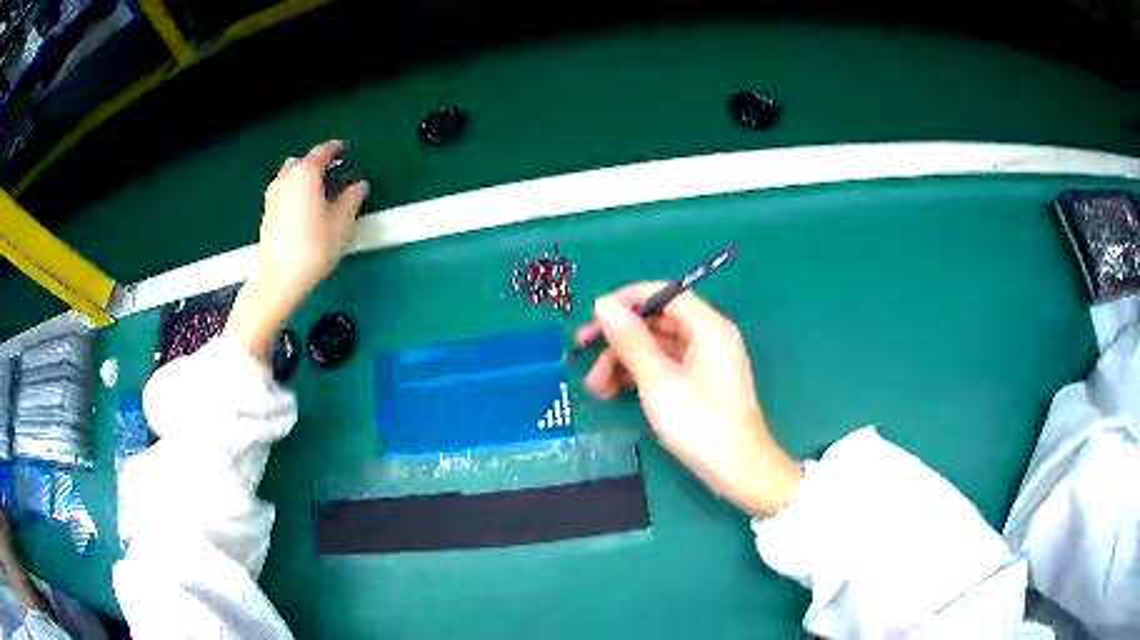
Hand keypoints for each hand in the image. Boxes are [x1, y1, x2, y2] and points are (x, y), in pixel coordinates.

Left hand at [259, 140, 368, 298]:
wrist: (279, 278)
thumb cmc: (314, 247)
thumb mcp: (342, 223)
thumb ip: (352, 199)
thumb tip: (360, 186)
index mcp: (306, 173)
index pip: (322, 151)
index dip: (335, 148)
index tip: (345, 149)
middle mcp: (286, 178)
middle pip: (302, 161)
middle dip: (317, 162)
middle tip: (333, 172)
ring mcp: (273, 195)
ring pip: (290, 175)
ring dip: (304, 177)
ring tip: (318, 191)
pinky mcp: (267, 212)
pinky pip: (283, 190)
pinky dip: (294, 190)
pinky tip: (305, 207)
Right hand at [577, 283, 801, 517]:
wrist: (737, 469)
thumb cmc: (699, 421)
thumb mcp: (657, 379)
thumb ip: (630, 340)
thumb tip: (604, 304)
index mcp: (707, 326)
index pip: (664, 294)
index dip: (626, 300)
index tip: (593, 317)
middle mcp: (708, 337)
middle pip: (657, 322)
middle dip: (619, 338)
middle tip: (582, 352)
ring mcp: (705, 363)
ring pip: (657, 348)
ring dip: (624, 362)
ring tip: (597, 388)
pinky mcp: (700, 385)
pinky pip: (665, 368)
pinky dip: (640, 377)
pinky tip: (616, 393)